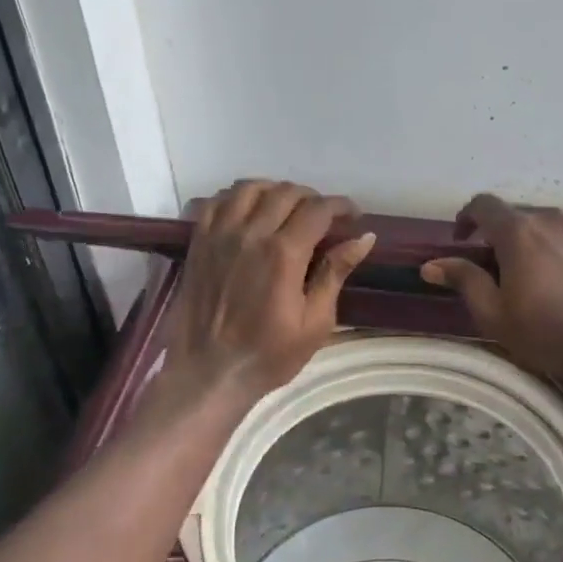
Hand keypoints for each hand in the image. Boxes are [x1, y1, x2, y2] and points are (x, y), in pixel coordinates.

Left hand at [166, 181, 375, 399]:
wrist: (208, 373)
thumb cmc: (268, 355)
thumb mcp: (315, 322)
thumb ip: (335, 273)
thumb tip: (363, 238)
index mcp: (283, 253)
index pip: (318, 209)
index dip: (341, 206)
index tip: (354, 218)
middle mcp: (250, 233)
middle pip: (286, 192)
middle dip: (313, 199)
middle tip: (325, 219)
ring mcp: (219, 235)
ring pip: (250, 188)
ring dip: (275, 191)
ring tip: (287, 209)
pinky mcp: (198, 243)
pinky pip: (217, 201)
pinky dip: (237, 197)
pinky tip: (249, 212)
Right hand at [420, 194, 562, 383]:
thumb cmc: (545, 331)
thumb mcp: (493, 313)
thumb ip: (464, 280)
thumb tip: (431, 265)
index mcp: (517, 230)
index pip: (483, 205)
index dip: (466, 217)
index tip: (461, 239)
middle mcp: (549, 217)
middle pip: (515, 214)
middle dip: (499, 234)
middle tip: (494, 267)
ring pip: (544, 221)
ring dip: (530, 237)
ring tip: (530, 267)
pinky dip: (559, 240)